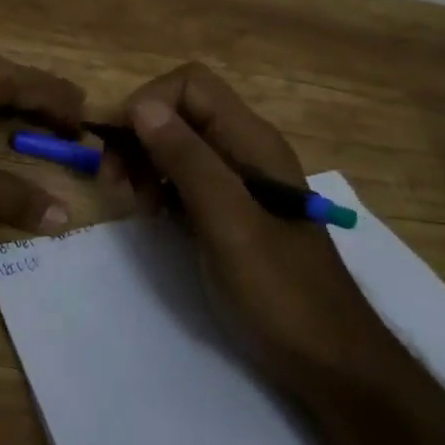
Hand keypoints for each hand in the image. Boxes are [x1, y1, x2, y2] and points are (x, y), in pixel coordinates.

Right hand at [109, 63, 394, 392]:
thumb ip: (188, 161)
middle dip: (140, 135)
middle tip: (116, 181)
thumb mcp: (229, 223)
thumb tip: (141, 106)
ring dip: (145, 162)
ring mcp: (238, 179)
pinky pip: (184, 176)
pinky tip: (154, 215)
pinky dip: (159, 186)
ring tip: (137, 204)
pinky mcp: (228, 208)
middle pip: (180, 110)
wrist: (328, 358)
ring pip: (177, 142)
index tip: (118, 146)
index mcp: (251, 140)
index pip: (190, 85)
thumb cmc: (281, 291)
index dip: (148, 103)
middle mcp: (244, 148)